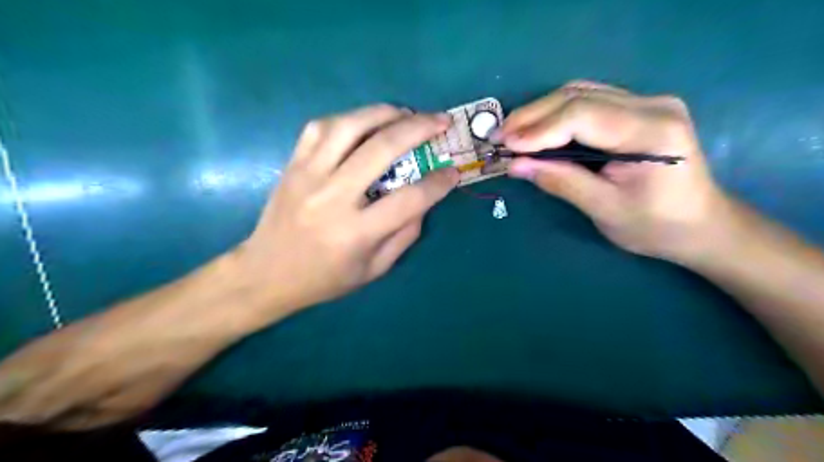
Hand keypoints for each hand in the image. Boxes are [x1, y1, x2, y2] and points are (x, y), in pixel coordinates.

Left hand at [235, 104, 460, 313]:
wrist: (266, 273)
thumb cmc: (325, 279)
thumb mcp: (374, 269)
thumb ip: (404, 234)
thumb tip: (425, 199)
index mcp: (356, 232)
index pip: (409, 199)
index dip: (438, 183)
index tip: (453, 172)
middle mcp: (332, 197)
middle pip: (381, 149)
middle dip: (419, 128)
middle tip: (441, 120)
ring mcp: (308, 176)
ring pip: (348, 126)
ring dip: (383, 113)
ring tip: (406, 113)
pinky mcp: (293, 165)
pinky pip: (320, 127)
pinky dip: (348, 118)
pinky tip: (365, 121)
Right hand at [499, 79, 722, 260]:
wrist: (701, 225)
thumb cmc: (656, 226)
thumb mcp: (604, 209)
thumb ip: (560, 181)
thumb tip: (515, 165)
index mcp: (652, 130)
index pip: (582, 115)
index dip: (538, 129)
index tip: (505, 146)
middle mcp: (652, 104)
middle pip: (578, 96)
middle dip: (532, 116)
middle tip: (498, 137)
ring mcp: (645, 102)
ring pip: (579, 93)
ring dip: (540, 112)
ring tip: (511, 133)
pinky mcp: (636, 109)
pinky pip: (587, 102)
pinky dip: (555, 115)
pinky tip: (536, 130)